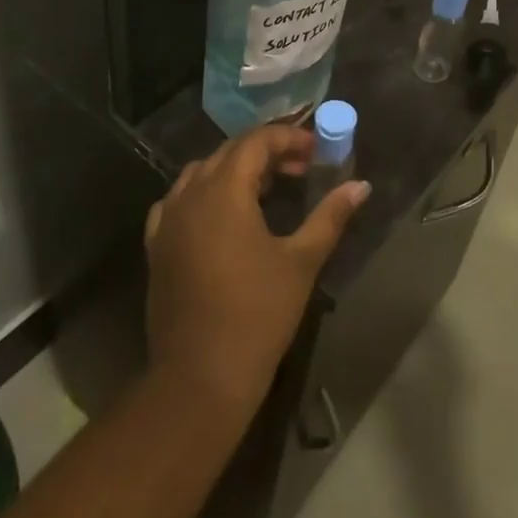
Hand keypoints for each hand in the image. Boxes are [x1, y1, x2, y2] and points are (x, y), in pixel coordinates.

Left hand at [144, 125, 370, 423]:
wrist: (199, 379)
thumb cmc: (257, 315)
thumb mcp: (301, 261)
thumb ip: (330, 216)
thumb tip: (361, 186)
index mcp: (224, 192)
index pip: (256, 142)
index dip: (288, 138)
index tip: (316, 151)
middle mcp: (190, 195)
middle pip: (229, 153)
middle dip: (267, 152)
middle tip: (301, 168)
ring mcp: (167, 221)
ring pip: (203, 173)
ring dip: (236, 170)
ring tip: (268, 188)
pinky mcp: (157, 246)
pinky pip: (179, 200)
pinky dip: (205, 193)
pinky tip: (223, 214)